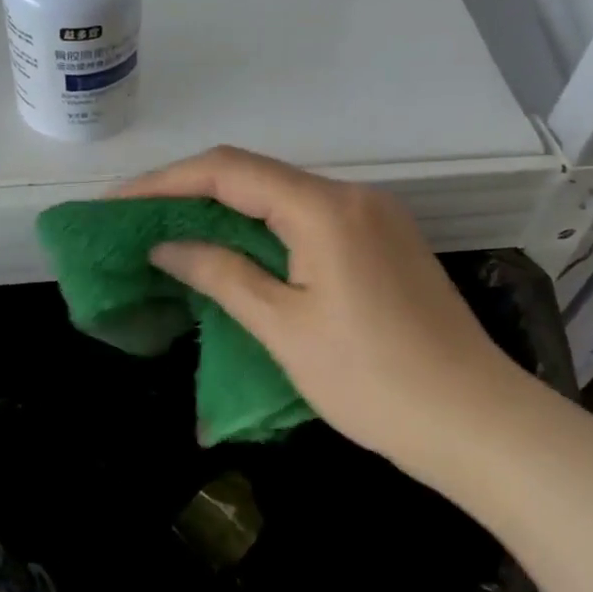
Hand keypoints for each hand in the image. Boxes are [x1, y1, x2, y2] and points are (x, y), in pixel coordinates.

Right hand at [120, 146, 519, 474]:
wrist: (474, 421)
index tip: (118, 203)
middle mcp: (353, 196)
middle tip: (138, 221)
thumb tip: (166, 246)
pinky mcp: (385, 242)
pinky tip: (237, 253)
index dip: (166, 181)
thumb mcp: (284, 328)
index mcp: (325, 208)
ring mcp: (375, 217)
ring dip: (228, 212)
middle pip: (256, 176)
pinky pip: (310, 221)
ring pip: (283, 198)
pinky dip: (265, 230)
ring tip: (174, 235)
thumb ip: (222, 275)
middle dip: (192, 194)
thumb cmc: (372, 380)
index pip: (228, 171)